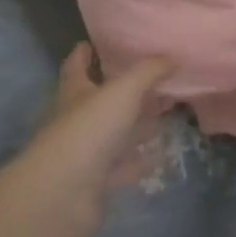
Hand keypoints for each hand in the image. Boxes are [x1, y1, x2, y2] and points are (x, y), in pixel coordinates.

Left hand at [21, 44, 175, 226]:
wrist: (62, 195)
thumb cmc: (89, 129)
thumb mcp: (123, 90)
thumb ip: (149, 71)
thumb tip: (172, 56)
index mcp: (74, 91)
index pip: (76, 65)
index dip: (85, 52)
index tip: (98, 41)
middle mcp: (76, 118)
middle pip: (100, 99)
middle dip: (124, 88)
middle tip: (154, 76)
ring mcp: (84, 152)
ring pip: (114, 132)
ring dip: (136, 124)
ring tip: (165, 111)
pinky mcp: (95, 181)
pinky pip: (122, 166)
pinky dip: (139, 160)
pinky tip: (160, 154)